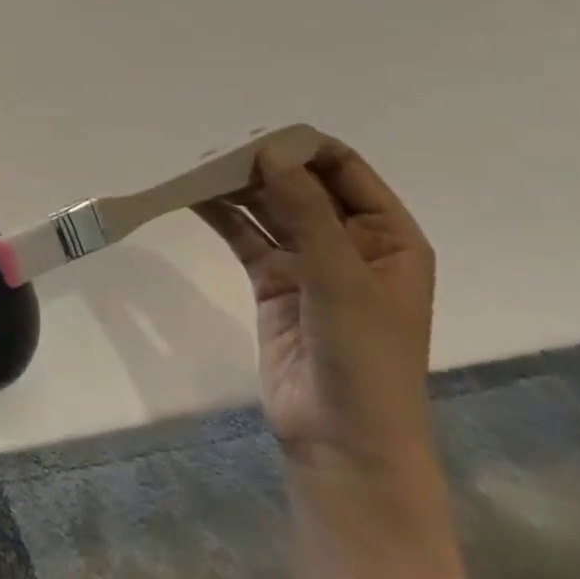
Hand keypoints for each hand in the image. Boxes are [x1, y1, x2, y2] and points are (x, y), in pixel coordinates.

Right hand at [194, 137, 436, 476]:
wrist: (343, 439)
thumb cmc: (364, 357)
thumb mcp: (340, 278)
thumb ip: (305, 210)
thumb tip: (268, 151)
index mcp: (388, 237)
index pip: (345, 170)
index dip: (302, 149)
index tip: (253, 139)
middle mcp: (350, 242)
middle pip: (300, 185)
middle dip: (260, 166)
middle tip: (212, 154)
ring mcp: (309, 262)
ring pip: (268, 208)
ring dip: (235, 188)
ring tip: (194, 170)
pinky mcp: (273, 280)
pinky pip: (245, 234)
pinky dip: (220, 214)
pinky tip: (190, 198)